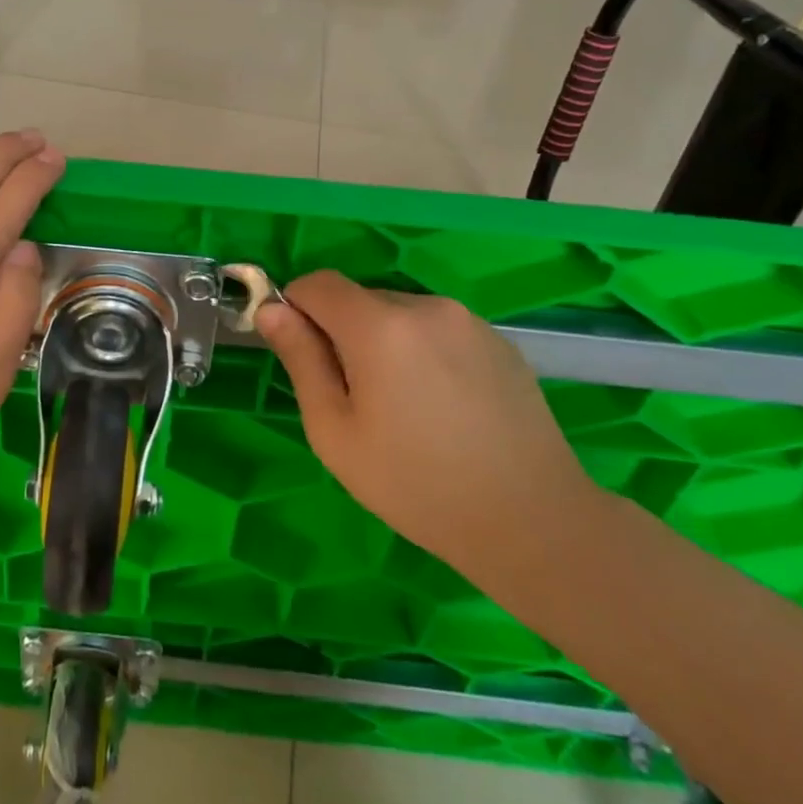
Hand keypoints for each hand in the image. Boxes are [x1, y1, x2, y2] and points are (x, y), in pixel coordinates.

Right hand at [255, 271, 602, 579]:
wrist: (530, 520)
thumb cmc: (415, 483)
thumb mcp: (334, 430)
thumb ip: (301, 359)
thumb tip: (272, 310)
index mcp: (379, 325)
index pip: (318, 283)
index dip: (297, 309)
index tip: (301, 355)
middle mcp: (425, 306)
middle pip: (360, 298)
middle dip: (342, 332)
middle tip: (354, 398)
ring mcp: (468, 320)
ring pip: (400, 313)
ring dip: (384, 342)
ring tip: (404, 406)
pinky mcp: (498, 340)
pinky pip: (439, 329)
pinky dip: (423, 351)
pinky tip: (442, 405)